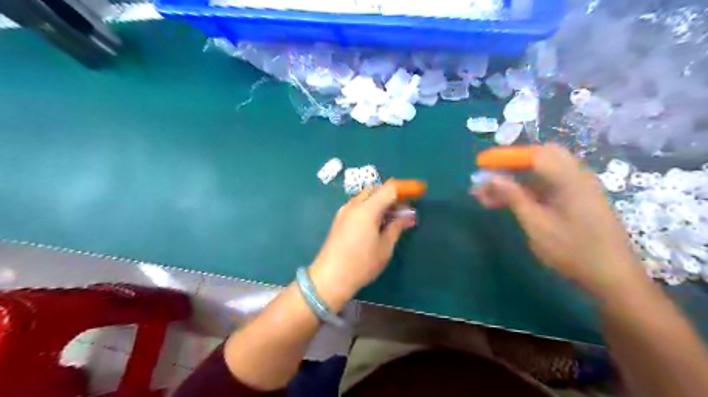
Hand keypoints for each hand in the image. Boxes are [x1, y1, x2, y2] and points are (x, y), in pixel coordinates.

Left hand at [309, 183, 415, 307]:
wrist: (330, 278)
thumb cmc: (361, 264)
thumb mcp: (384, 247)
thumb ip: (397, 227)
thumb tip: (408, 216)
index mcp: (367, 210)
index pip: (390, 189)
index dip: (406, 188)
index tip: (419, 191)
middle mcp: (354, 205)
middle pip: (376, 189)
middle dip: (393, 194)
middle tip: (405, 208)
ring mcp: (344, 211)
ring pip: (366, 196)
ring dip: (381, 200)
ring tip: (393, 217)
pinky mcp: (339, 219)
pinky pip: (358, 205)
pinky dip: (371, 206)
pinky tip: (377, 222)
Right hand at [471, 144, 645, 299]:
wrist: (612, 278)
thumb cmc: (573, 252)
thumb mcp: (537, 225)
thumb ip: (514, 197)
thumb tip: (492, 178)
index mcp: (570, 179)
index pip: (534, 154)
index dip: (505, 156)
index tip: (481, 164)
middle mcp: (576, 177)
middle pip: (540, 157)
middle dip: (510, 165)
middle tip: (489, 178)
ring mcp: (578, 189)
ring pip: (541, 173)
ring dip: (515, 179)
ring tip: (487, 195)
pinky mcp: (576, 200)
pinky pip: (547, 185)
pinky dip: (526, 189)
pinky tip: (508, 202)